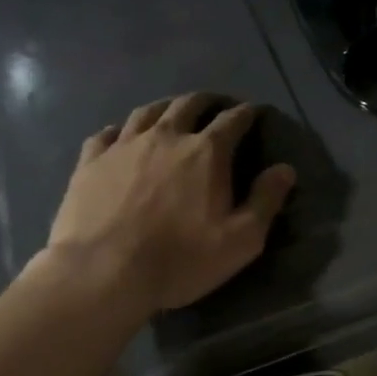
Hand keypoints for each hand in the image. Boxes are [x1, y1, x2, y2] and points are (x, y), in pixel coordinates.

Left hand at [39, 94, 295, 311]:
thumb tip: (285, 169)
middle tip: (214, 105)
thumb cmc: (181, 258)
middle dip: (206, 101)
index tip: (253, 112)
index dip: (247, 113)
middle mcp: (166, 137)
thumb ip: (266, 200)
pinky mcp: (90, 163)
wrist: (102, 274)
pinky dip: (119, 130)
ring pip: (147, 111)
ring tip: (171, 112)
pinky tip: (120, 136)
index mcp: (207, 152)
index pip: (233, 120)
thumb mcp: (241, 239)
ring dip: (165, 107)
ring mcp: (123, 146)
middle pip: (188, 105)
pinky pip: (105, 134)